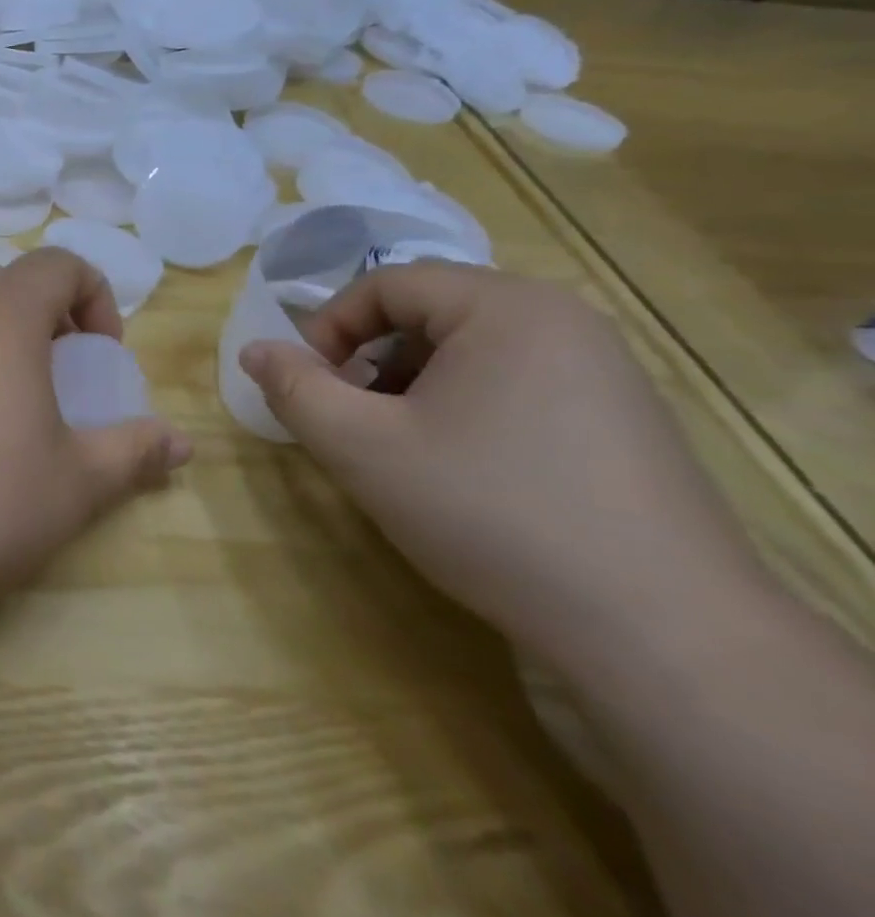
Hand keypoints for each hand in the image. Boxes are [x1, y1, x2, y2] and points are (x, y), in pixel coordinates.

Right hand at [238, 263, 767, 668]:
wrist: (661, 631)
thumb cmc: (490, 513)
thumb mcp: (363, 448)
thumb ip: (295, 390)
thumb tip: (254, 351)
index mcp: (505, 307)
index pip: (386, 284)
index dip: (329, 329)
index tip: (309, 388)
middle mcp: (563, 319)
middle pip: (429, 315)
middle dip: (371, 363)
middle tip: (352, 423)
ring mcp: (604, 370)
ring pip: (470, 353)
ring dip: (413, 388)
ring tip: (401, 451)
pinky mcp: (624, 420)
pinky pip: (515, 385)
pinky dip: (465, 410)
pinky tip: (463, 473)